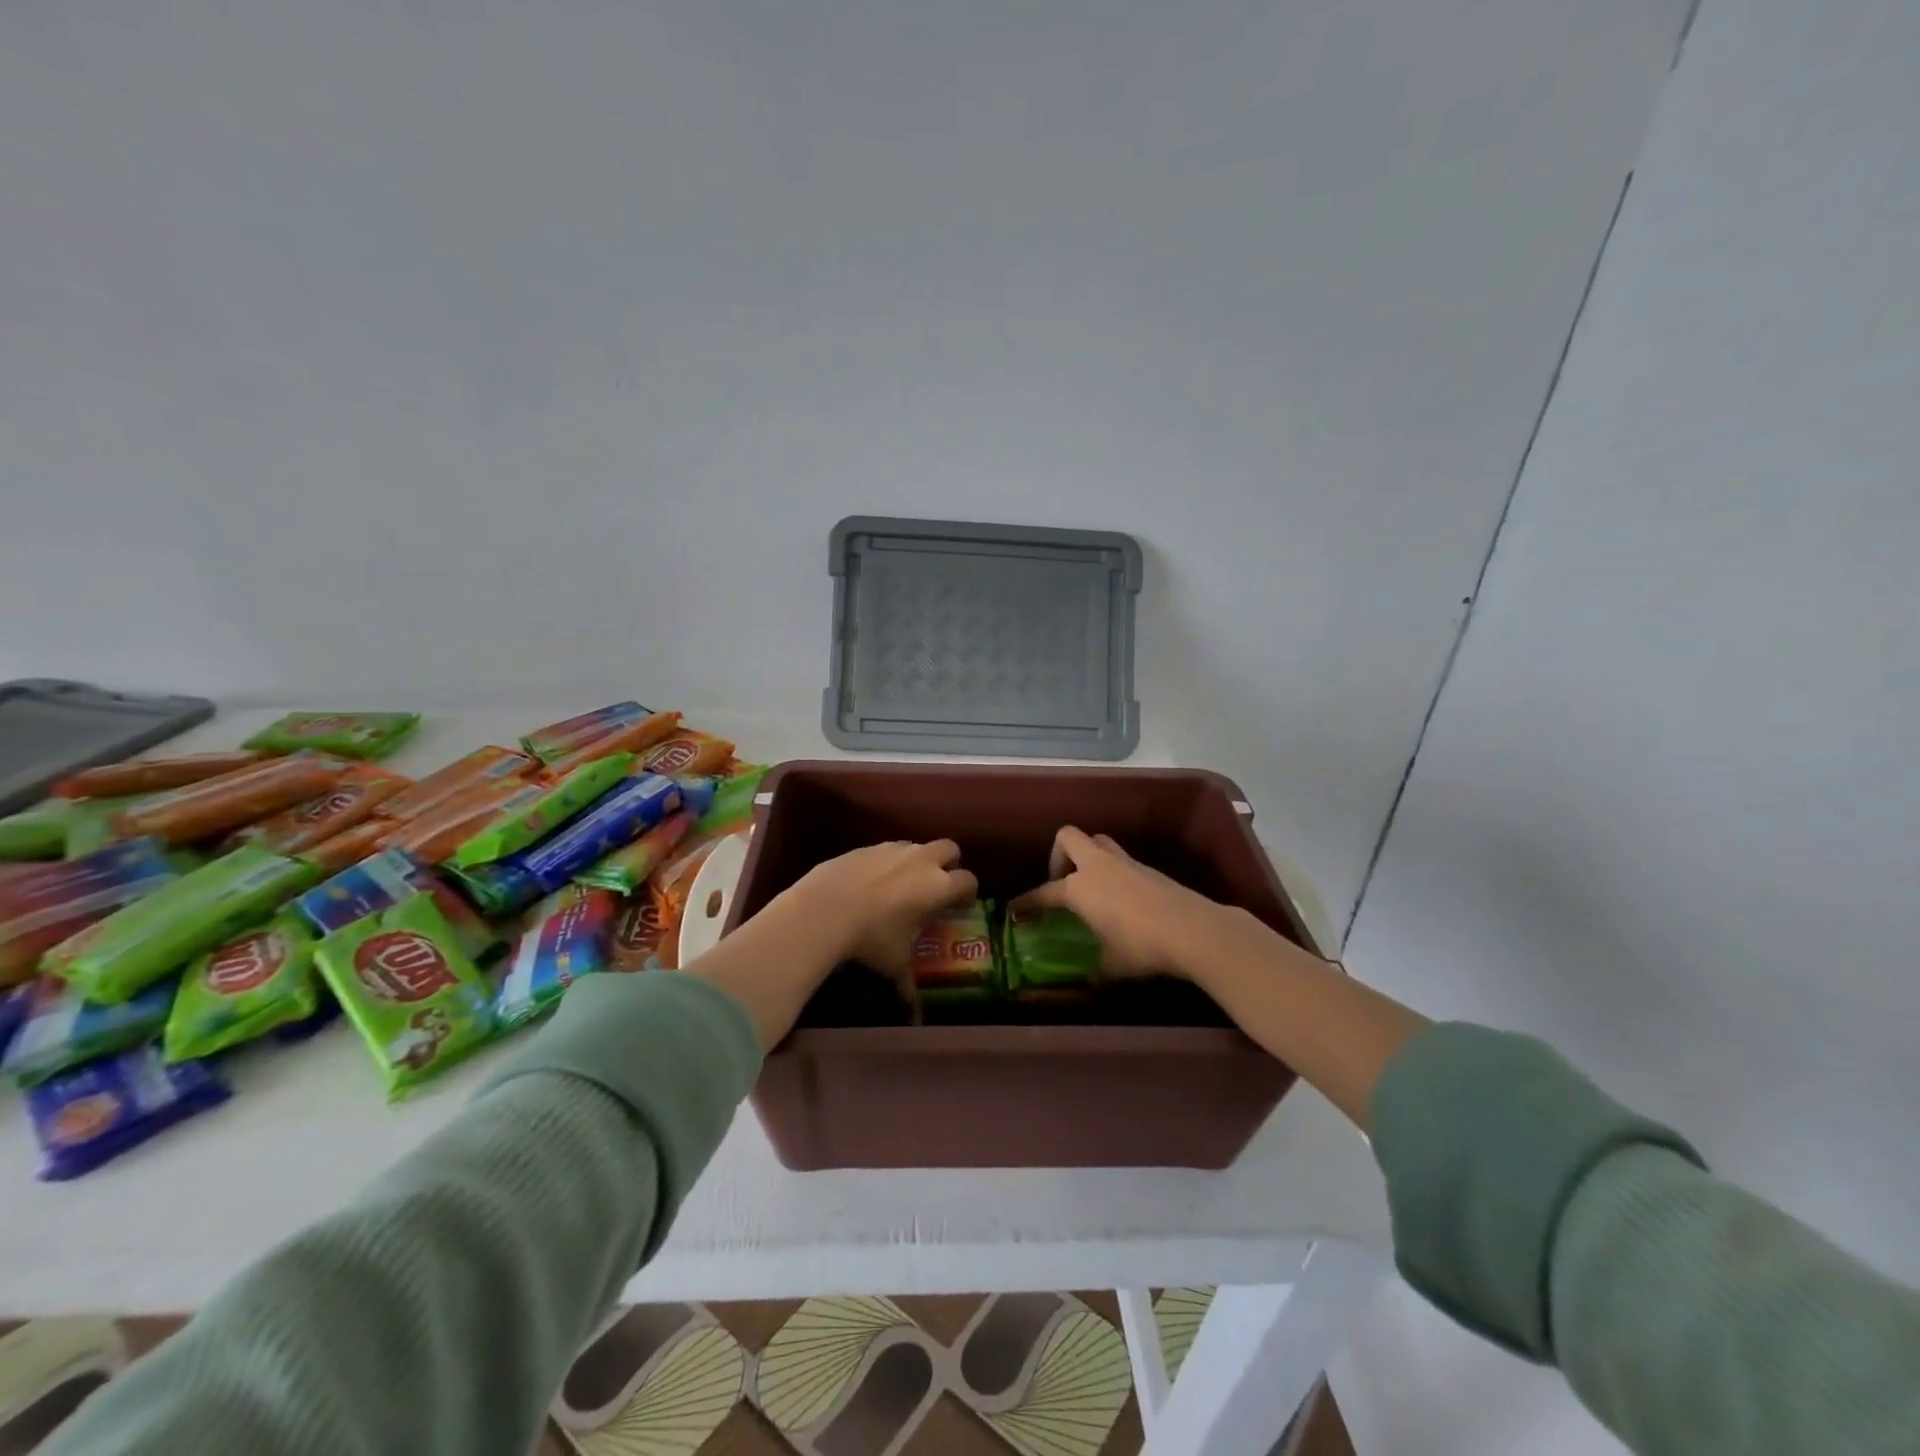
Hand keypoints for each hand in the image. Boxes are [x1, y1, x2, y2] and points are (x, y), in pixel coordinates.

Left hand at [688, 840, 976, 1048]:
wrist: (825, 909)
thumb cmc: (871, 938)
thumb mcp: (893, 964)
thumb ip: (908, 985)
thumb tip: (915, 1017)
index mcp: (938, 886)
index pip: (968, 880)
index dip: (967, 892)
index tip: (960, 905)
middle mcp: (921, 860)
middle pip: (950, 848)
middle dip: (949, 863)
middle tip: (938, 885)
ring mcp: (892, 849)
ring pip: (916, 846)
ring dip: (917, 860)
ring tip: (903, 885)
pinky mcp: (866, 846)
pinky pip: (887, 849)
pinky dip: (887, 862)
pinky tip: (872, 883)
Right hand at [1008, 826, 1236, 978]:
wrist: (1192, 930)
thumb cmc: (1140, 946)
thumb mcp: (1111, 965)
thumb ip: (1095, 969)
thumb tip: (1090, 980)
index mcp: (1078, 888)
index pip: (1044, 892)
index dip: (1027, 902)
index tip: (1015, 910)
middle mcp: (1097, 866)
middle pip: (1068, 838)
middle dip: (1058, 856)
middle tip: (1061, 882)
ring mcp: (1125, 863)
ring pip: (1097, 842)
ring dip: (1088, 856)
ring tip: (1090, 886)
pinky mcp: (1149, 869)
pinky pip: (1121, 860)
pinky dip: (1113, 872)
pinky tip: (1120, 899)